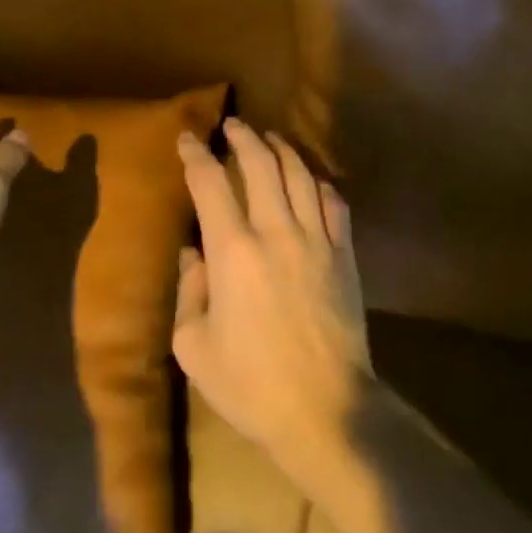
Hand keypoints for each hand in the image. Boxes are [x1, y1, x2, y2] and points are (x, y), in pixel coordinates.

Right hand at [173, 117, 371, 463]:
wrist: (324, 407)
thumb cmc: (249, 383)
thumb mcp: (194, 346)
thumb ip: (189, 291)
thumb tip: (194, 253)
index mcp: (232, 252)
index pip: (210, 185)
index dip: (196, 156)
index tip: (187, 138)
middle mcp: (276, 232)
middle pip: (261, 165)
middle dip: (244, 138)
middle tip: (233, 125)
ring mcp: (317, 240)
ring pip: (300, 176)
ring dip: (282, 150)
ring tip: (270, 139)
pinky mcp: (344, 254)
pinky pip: (334, 203)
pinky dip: (318, 183)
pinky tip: (311, 180)